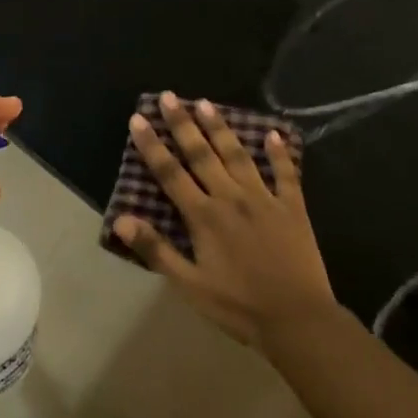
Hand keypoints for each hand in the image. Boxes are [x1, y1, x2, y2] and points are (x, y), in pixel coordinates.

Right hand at [112, 91, 335, 346]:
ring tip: (206, 103)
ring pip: (238, 155)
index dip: (152, 145)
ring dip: (220, 128)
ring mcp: (265, 199)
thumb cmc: (238, 306)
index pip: (171, 173)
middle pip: (202, 154)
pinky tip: (274, 133)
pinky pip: (286, 174)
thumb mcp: (189, 284)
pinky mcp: (293, 207)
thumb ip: (155, 249)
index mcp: (204, 216)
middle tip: (168, 96)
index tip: (138, 118)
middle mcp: (231, 198)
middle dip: (182, 124)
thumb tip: (120, 218)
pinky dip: (279, 153)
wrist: (297, 320)